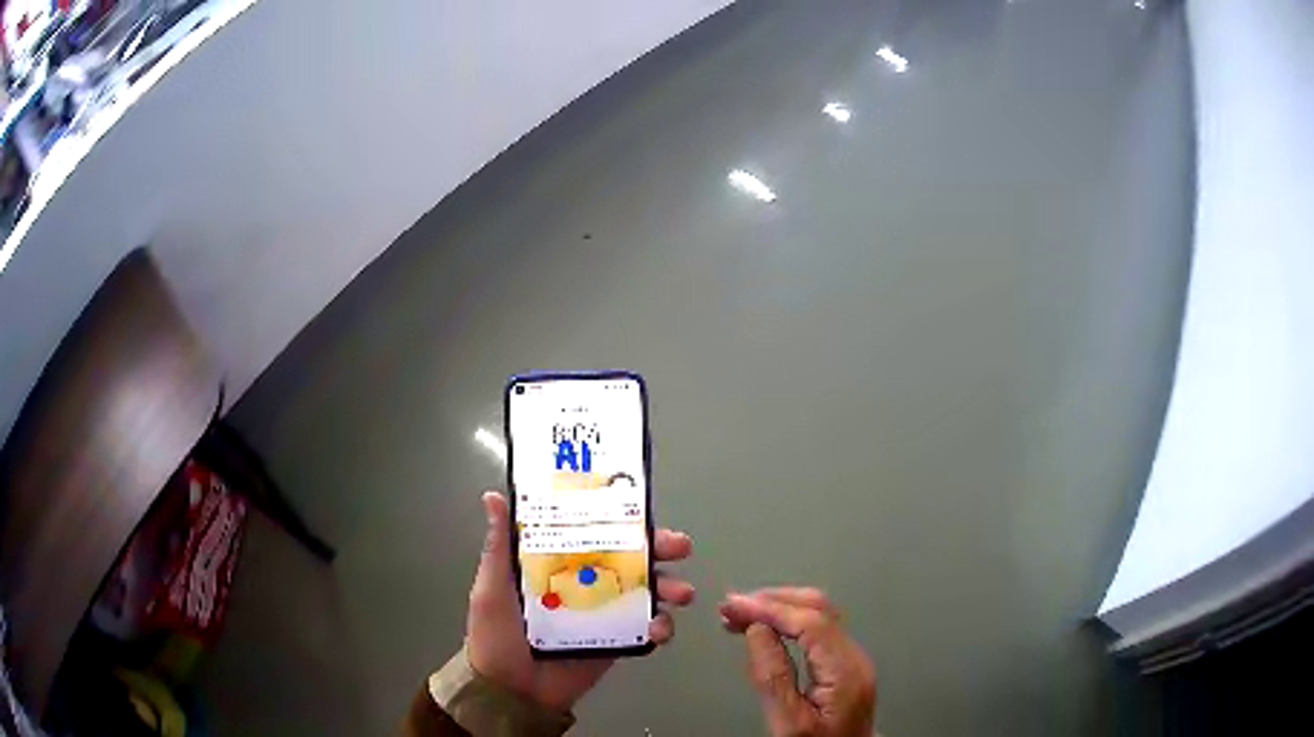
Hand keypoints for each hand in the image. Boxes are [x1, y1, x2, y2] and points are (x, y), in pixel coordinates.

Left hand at [466, 490, 694, 711]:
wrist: (511, 690)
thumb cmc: (496, 634)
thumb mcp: (493, 587)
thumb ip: (499, 547)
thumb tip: (493, 496)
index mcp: (560, 565)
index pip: (598, 533)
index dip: (624, 521)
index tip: (645, 513)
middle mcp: (588, 583)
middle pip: (632, 559)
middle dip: (661, 550)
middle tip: (679, 548)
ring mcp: (607, 614)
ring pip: (649, 592)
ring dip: (671, 587)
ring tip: (680, 593)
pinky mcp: (619, 642)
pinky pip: (648, 629)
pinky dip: (662, 627)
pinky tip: (660, 630)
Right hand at [720, 588, 875, 735]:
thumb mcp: (788, 723)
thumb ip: (772, 677)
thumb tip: (756, 630)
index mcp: (845, 670)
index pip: (811, 621)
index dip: (770, 608)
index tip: (732, 606)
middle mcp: (853, 657)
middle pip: (818, 608)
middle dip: (771, 601)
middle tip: (730, 607)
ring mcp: (851, 658)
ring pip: (818, 614)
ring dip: (777, 607)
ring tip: (738, 614)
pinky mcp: (842, 664)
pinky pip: (816, 629)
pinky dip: (786, 620)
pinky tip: (763, 627)